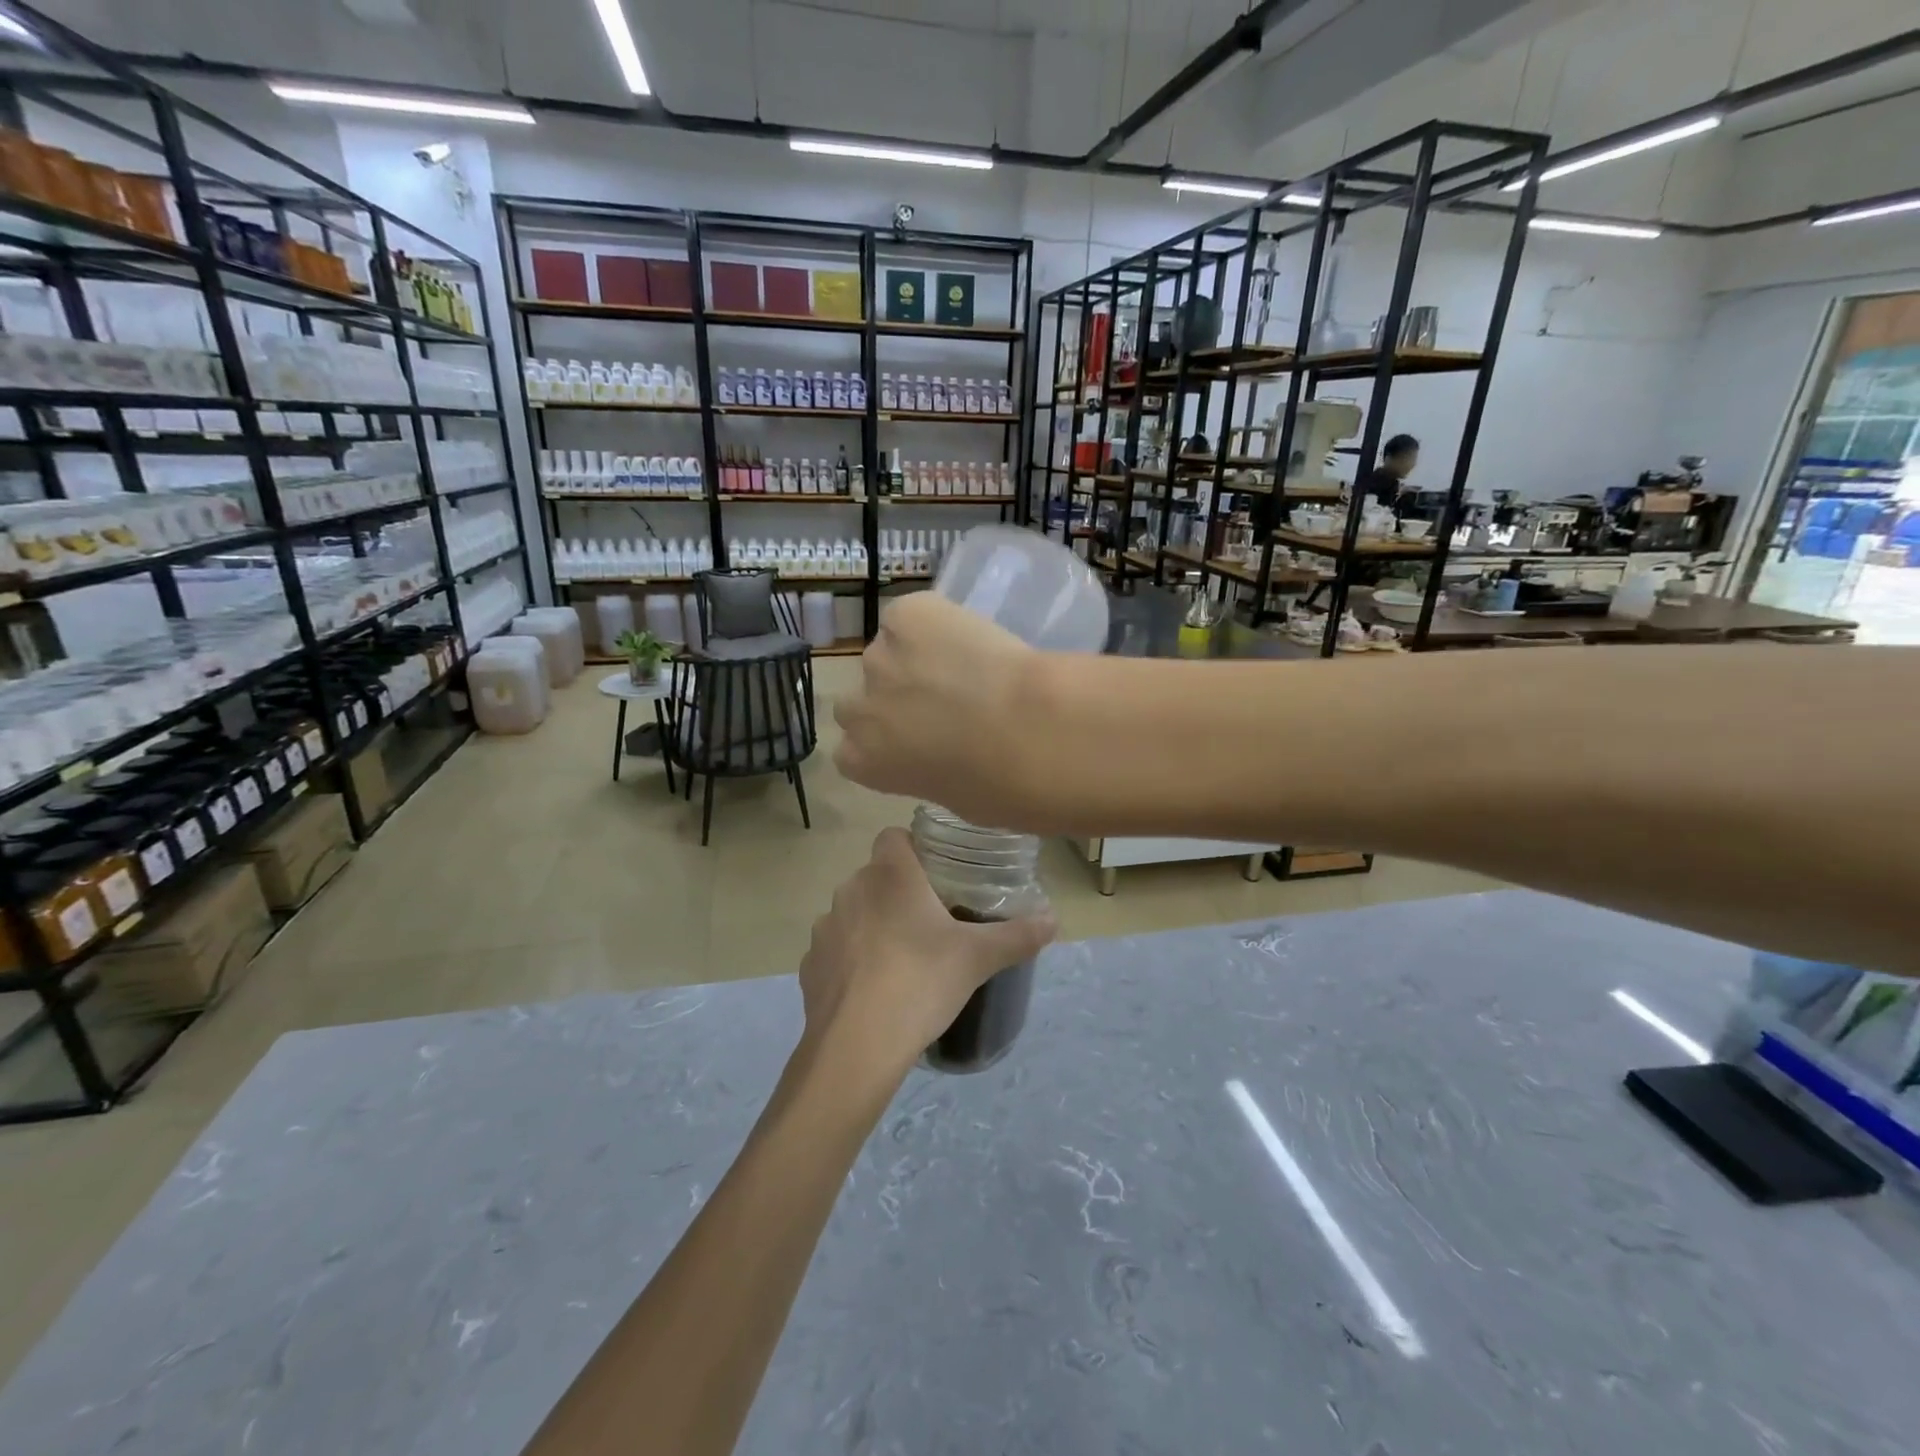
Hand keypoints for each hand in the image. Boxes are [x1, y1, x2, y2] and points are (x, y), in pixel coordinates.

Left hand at [797, 828, 1055, 1080]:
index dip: (914, 847)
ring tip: (903, 958)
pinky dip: (852, 960)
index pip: (894, 835)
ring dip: (874, 924)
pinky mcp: (808, 965)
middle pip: (877, 875)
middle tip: (933, 921)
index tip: (938, 874)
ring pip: (854, 911)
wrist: (857, 1047)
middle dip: (900, 891)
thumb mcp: (978, 958)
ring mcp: (824, 927)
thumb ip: (1017, 935)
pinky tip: (873, 989)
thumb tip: (1054, 920)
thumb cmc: (921, 982)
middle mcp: (851, 889)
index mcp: (889, 874)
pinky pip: (836, 949)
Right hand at [833, 594, 1047, 827]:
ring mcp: (879, 655)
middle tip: (938, 702)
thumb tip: (942, 759)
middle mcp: (859, 708)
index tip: (916, 740)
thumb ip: (928, 774)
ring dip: (917, 659)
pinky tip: (969, 637)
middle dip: (891, 700)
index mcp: (863, 761)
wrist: (1029, 730)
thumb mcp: (955, 799)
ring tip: (965, 665)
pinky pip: (913, 615)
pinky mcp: (907, 614)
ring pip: (889, 653)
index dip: (885, 740)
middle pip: (860, 700)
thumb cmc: (999, 785)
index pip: (853, 749)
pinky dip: (936, 622)